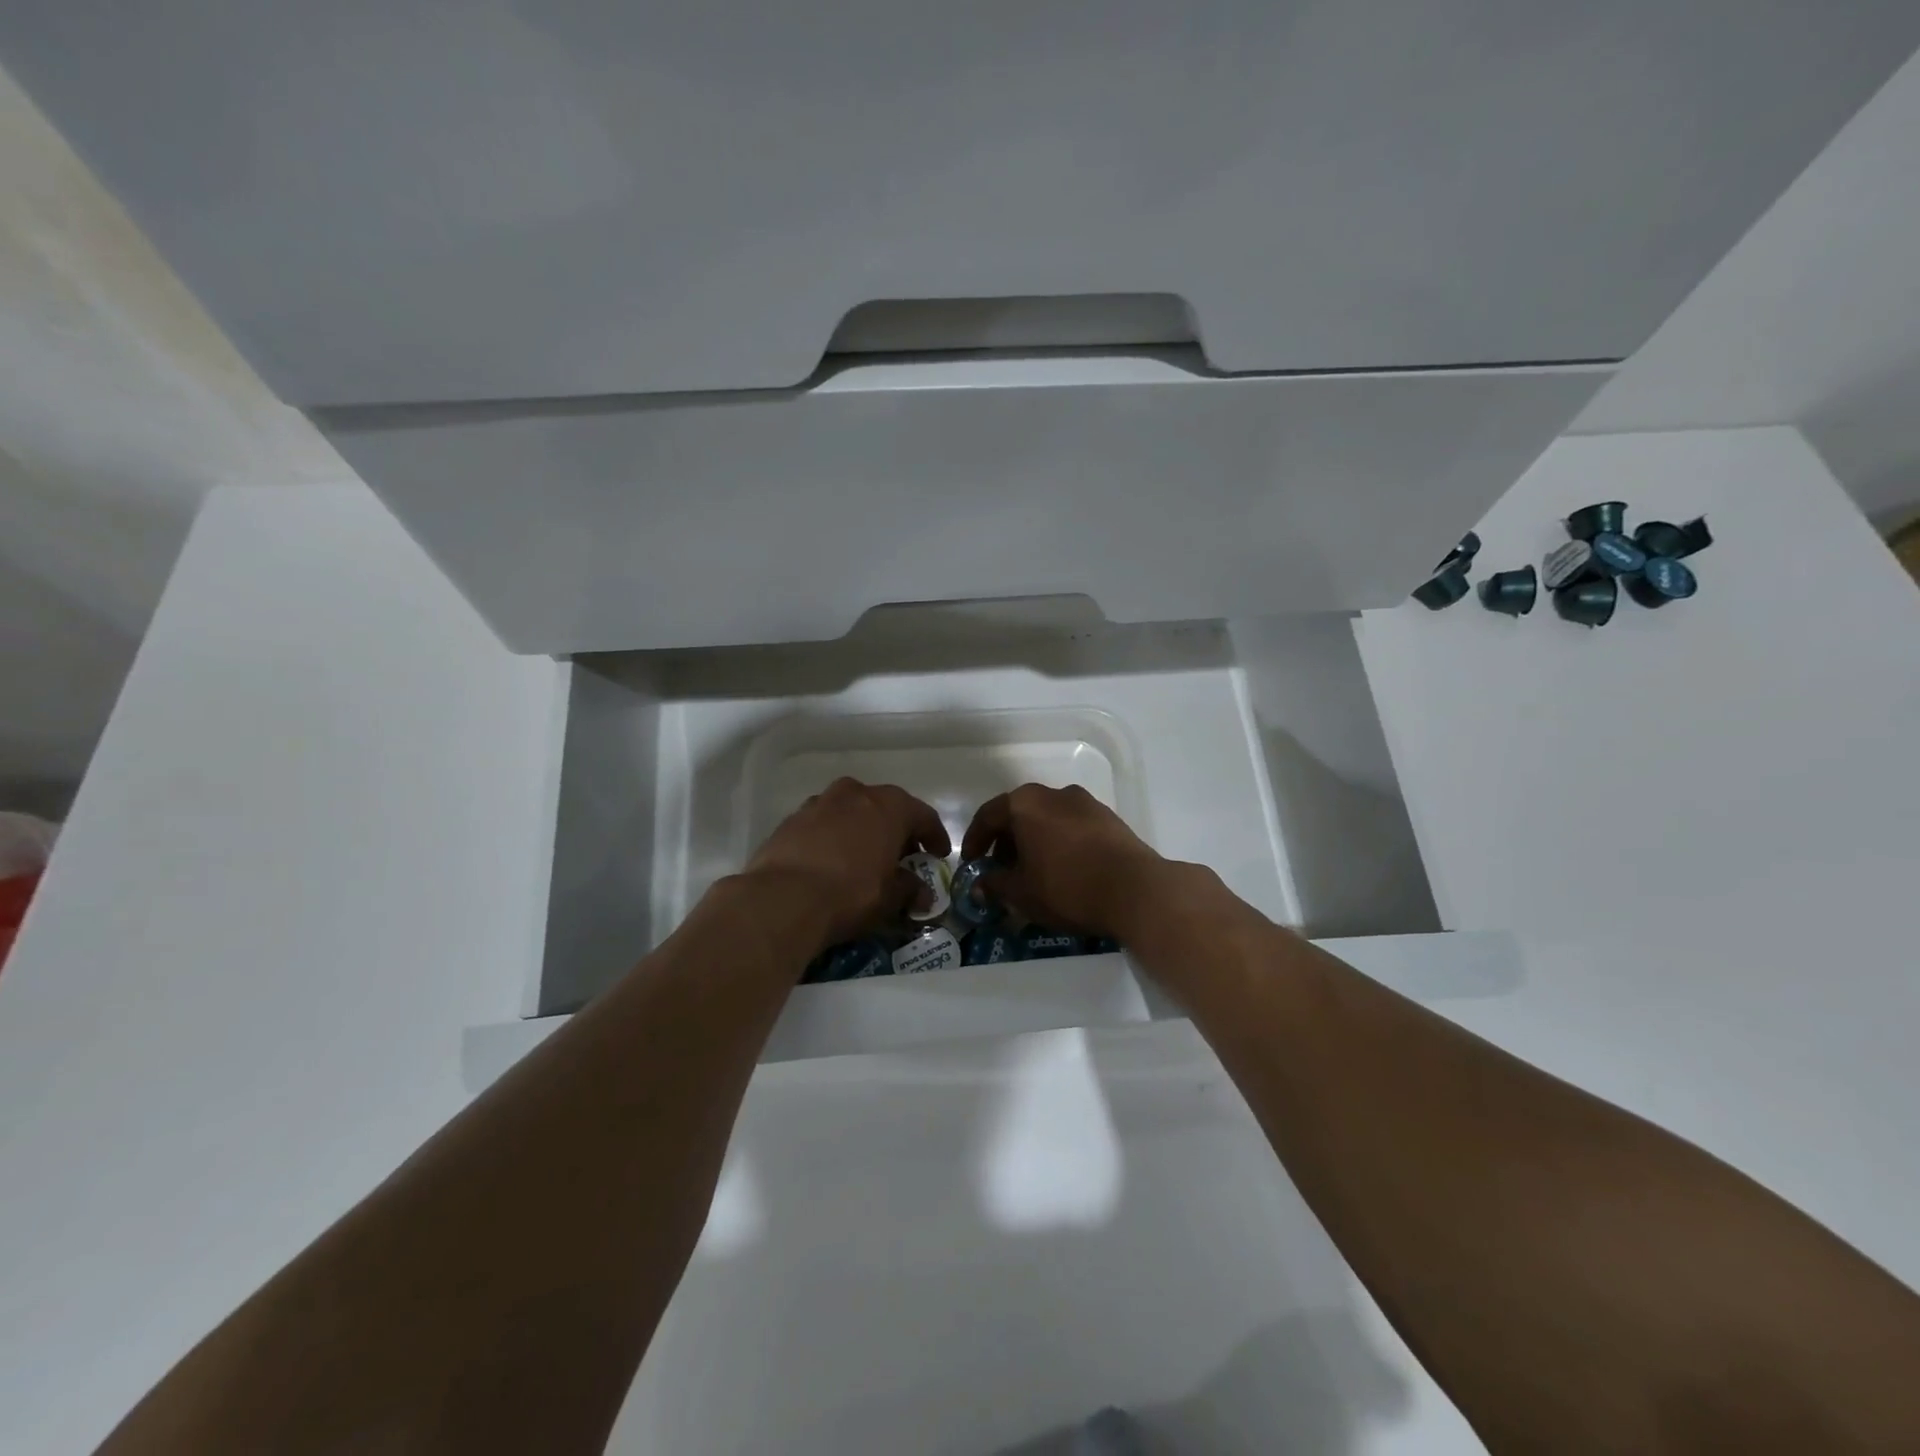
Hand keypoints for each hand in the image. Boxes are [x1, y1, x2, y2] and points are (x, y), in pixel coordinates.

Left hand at [745, 777, 949, 948]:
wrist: (782, 899)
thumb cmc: (850, 893)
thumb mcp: (889, 897)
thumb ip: (910, 890)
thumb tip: (922, 895)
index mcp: (889, 805)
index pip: (923, 816)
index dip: (935, 837)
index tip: (939, 855)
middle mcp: (855, 793)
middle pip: (885, 808)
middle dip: (896, 831)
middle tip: (902, 858)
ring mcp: (820, 803)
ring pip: (851, 812)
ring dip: (862, 831)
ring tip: (864, 859)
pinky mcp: (791, 819)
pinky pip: (823, 825)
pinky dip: (833, 838)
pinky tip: (831, 862)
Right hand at [962, 784, 1167, 939]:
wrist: (1136, 890)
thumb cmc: (1067, 887)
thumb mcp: (1021, 893)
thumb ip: (995, 885)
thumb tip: (979, 885)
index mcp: (1025, 804)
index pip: (988, 816)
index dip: (974, 841)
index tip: (971, 863)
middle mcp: (1054, 794)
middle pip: (1019, 813)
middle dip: (1005, 841)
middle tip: (1001, 870)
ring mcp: (1085, 803)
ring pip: (1047, 819)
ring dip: (1034, 841)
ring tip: (1033, 872)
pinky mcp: (1109, 818)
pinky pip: (1072, 826)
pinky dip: (1059, 842)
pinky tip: (1063, 869)